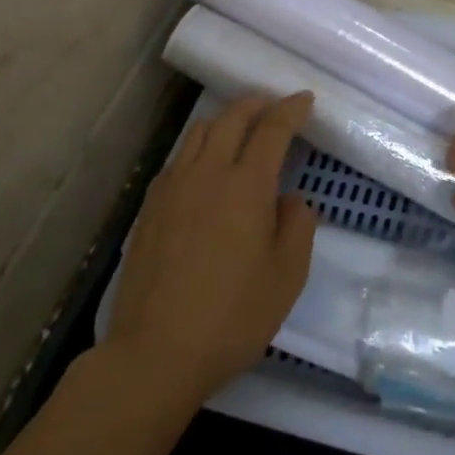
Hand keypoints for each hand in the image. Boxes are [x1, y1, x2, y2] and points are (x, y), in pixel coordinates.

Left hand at [99, 93, 316, 410]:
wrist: (154, 354)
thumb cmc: (232, 316)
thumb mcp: (288, 275)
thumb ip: (298, 225)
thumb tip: (289, 199)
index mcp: (247, 185)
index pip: (273, 128)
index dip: (292, 109)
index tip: (305, 100)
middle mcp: (209, 173)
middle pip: (233, 117)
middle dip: (257, 103)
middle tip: (274, 106)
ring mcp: (173, 187)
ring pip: (201, 131)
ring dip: (226, 120)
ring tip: (240, 131)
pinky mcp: (149, 207)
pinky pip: (179, 158)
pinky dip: (199, 147)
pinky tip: (205, 169)